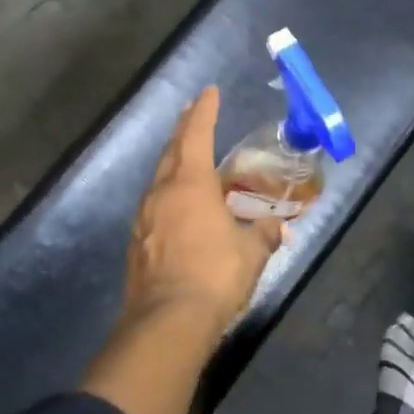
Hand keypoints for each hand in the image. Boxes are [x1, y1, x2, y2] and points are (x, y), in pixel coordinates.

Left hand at [123, 87, 283, 327]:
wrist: (167, 321)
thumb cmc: (215, 275)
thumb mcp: (251, 252)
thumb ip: (264, 233)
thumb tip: (277, 226)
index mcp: (189, 184)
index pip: (197, 136)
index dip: (204, 112)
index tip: (208, 92)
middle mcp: (161, 193)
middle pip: (172, 152)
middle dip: (183, 130)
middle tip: (192, 113)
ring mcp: (144, 218)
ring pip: (159, 179)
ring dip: (174, 163)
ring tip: (187, 159)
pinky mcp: (137, 243)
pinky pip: (155, 207)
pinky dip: (169, 196)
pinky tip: (178, 208)